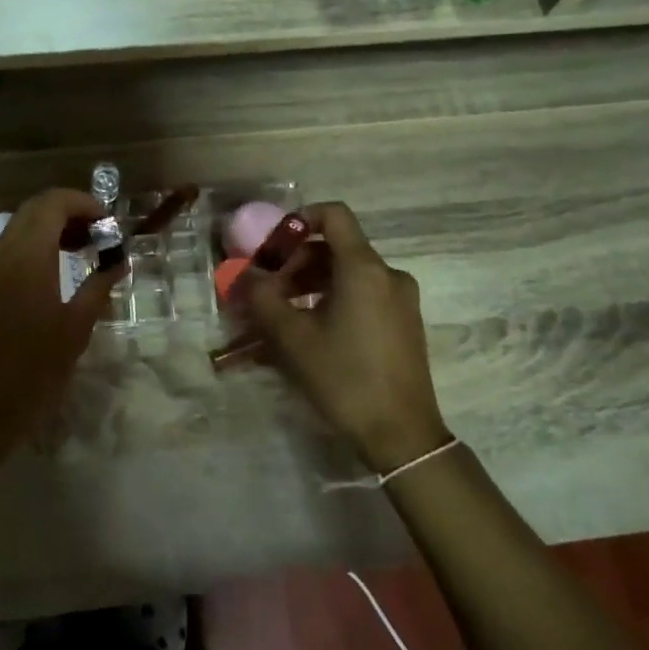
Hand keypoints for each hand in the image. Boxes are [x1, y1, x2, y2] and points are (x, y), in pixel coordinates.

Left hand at [0, 189, 124, 452]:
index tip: (107, 223)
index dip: (82, 203)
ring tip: (79, 253)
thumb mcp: (76, 328)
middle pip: (32, 211)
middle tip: (97, 236)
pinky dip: (31, 250)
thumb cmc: (34, 371)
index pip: (52, 204)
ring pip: (16, 230)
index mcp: (26, 258)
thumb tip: (118, 262)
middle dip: (67, 214)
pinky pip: (4, 254)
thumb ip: (99, 286)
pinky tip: (51, 278)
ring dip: (48, 231)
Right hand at [242, 202, 449, 472]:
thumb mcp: (293, 338)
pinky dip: (335, 297)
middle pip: (337, 246)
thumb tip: (244, 275)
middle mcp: (388, 274)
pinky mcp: (404, 322)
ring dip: (313, 281)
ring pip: (350, 272)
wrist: (402, 434)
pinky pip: (364, 293)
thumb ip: (263, 298)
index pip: (334, 215)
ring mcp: (401, 299)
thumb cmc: (344, 378)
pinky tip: (313, 328)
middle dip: (297, 260)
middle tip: (268, 288)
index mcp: (364, 268)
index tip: (272, 245)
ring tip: (284, 311)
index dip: (300, 219)